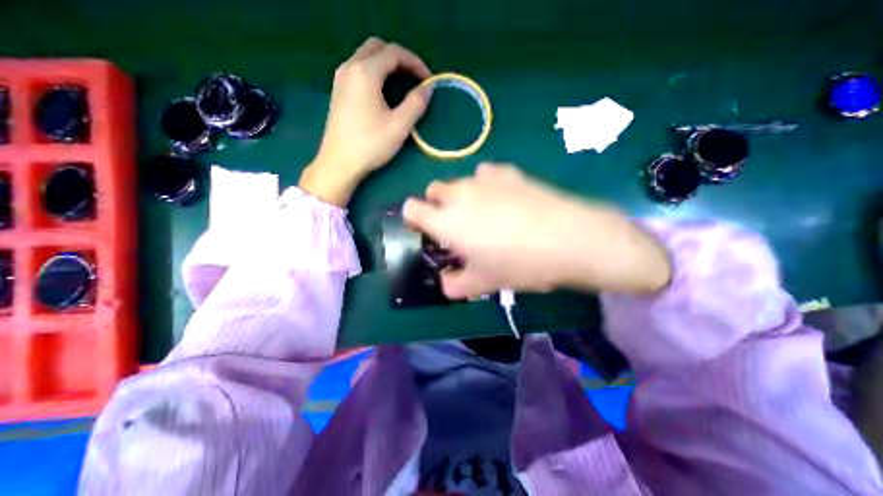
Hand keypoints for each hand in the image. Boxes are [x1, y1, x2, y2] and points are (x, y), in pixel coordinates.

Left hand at [301, 36, 431, 204]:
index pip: (394, 53)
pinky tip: (384, 93)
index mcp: (365, 72)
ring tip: (403, 85)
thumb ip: (416, 103)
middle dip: (400, 59)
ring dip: (387, 65)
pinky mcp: (338, 92)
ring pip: (366, 57)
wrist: (339, 163)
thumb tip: (428, 87)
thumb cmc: (370, 145)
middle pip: (377, 48)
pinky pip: (359, 70)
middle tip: (415, 78)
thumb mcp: (399, 126)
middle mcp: (350, 67)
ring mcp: (341, 79)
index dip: (415, 63)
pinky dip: (375, 73)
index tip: (428, 80)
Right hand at [401, 163, 669, 297]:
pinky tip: (502, 199)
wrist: (568, 239)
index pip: (411, 208)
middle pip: (433, 190)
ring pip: (459, 182)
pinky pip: (485, 174)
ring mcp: (484, 180)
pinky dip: (485, 185)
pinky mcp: (508, 172)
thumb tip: (445, 283)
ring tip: (482, 214)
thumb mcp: (483, 283)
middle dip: (436, 206)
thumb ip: (455, 285)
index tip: (425, 231)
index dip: (413, 218)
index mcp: (446, 221)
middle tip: (454, 226)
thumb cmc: (519, 264)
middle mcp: (459, 194)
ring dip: (461, 196)